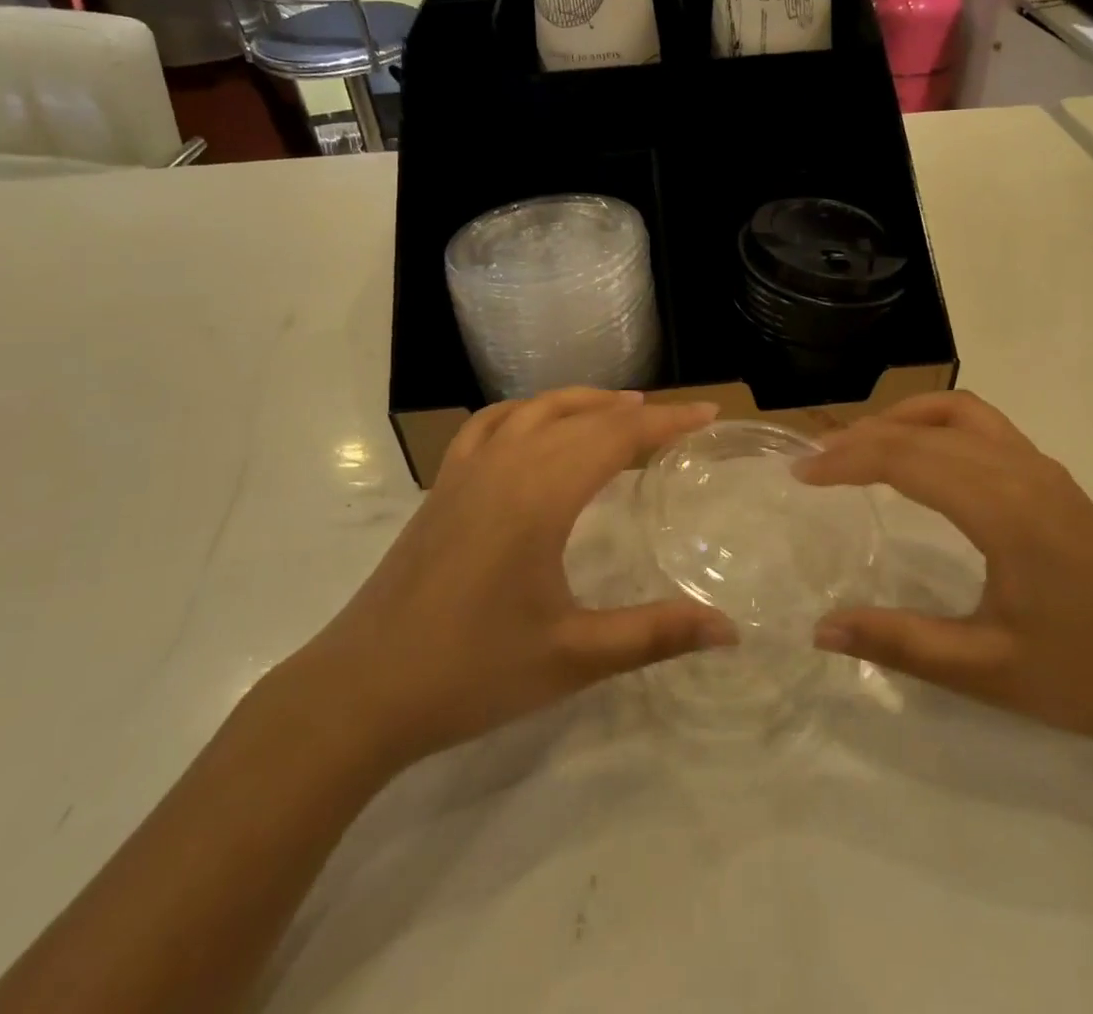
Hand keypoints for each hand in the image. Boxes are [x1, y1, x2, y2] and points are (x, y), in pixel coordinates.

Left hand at [294, 388, 735, 773]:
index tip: (710, 413)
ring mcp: (467, 470)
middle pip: (582, 417)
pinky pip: (490, 425)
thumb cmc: (472, 671)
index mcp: (540, 494)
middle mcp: (505, 464)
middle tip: (679, 420)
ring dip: (583, 403)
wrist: (362, 689)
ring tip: (621, 410)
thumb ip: (655, 635)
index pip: (617, 436)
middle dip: (637, 412)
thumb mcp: (573, 657)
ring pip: (534, 409)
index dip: (668, 422)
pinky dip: (525, 412)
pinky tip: (535, 428)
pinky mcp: (442, 486)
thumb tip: (730, 630)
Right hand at [798, 391, 1092, 758]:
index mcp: (1002, 508)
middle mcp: (1020, 470)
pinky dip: (938, 424)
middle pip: (923, 427)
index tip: (799, 473)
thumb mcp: (987, 670)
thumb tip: (820, 630)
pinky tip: (925, 460)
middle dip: (862, 436)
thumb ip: (899, 644)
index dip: (844, 459)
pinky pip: (985, 425)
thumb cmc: (1091, 678)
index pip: (904, 457)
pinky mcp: (1054, 480)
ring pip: (958, 411)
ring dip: (903, 419)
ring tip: (862, 447)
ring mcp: (1042, 469)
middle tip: (815, 462)